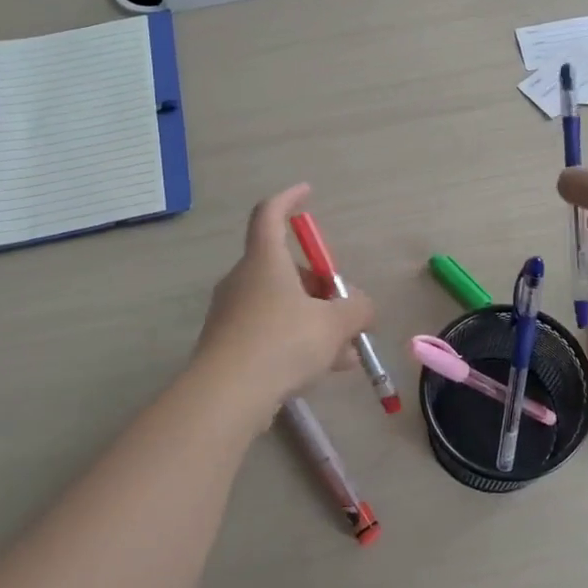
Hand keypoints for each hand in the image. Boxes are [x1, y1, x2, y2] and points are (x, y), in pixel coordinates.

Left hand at [195, 184, 375, 413]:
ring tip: (346, 351)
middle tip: (346, 310)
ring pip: (281, 305)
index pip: (270, 213)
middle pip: (285, 269)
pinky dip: (296, 341)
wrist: (225, 396)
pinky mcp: (227, 345)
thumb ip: (357, 309)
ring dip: (314, 320)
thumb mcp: (334, 324)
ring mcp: (231, 313)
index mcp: (265, 260)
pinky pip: (269, 332)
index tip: (307, 192)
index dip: (289, 199)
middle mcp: (243, 279)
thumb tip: (362, 306)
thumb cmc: (282, 343)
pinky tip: (323, 370)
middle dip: (320, 286)